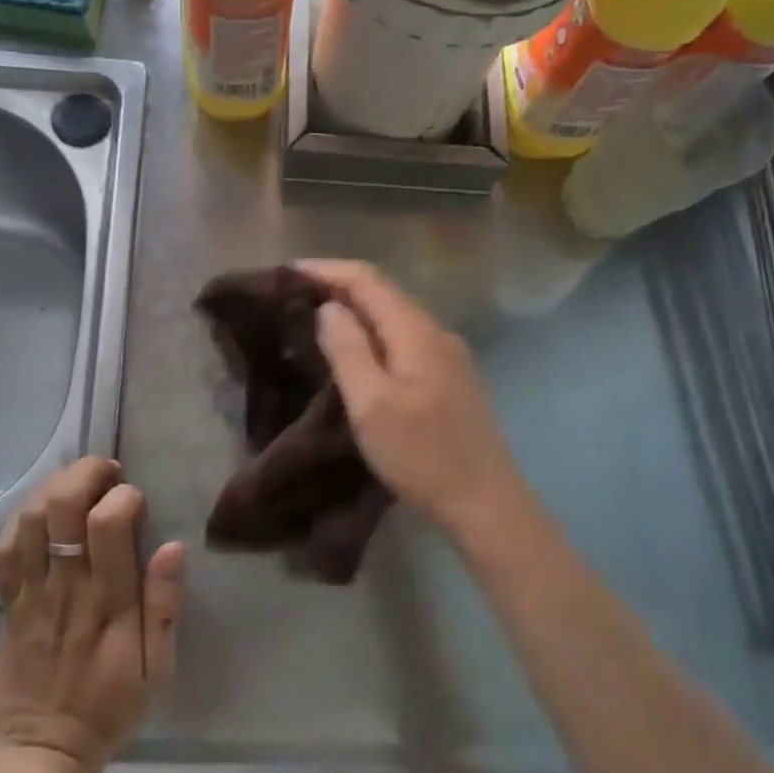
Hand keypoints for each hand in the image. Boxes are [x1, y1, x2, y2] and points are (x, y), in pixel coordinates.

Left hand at [0, 457, 184, 772]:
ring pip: (30, 519)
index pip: (108, 525)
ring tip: (78, 485)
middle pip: (62, 508)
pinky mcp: (8, 603)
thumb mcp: (158, 670)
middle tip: (108, 473)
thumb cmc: (110, 708)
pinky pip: (6, 549)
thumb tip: (173, 546)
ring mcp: (31, 593)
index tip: (137, 500)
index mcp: (108, 603)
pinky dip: (22, 518)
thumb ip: (165, 607)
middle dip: (86, 474)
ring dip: (55, 488)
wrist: (44, 751)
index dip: (124, 496)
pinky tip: (43, 512)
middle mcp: (66, 588)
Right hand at [303, 259, 536, 538]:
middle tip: (295, 297)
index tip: (287, 273)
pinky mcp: (451, 378)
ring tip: (318, 321)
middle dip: (339, 287)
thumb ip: (348, 350)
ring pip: (395, 317)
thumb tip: (329, 308)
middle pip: (383, 293)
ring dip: (357, 311)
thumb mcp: (372, 404)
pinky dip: (374, 334)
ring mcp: (449, 355)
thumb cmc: (422, 455)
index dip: (327, 270)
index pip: (367, 280)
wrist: (486, 502)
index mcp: (417, 332)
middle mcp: (437, 332)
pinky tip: (358, 352)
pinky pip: (405, 340)